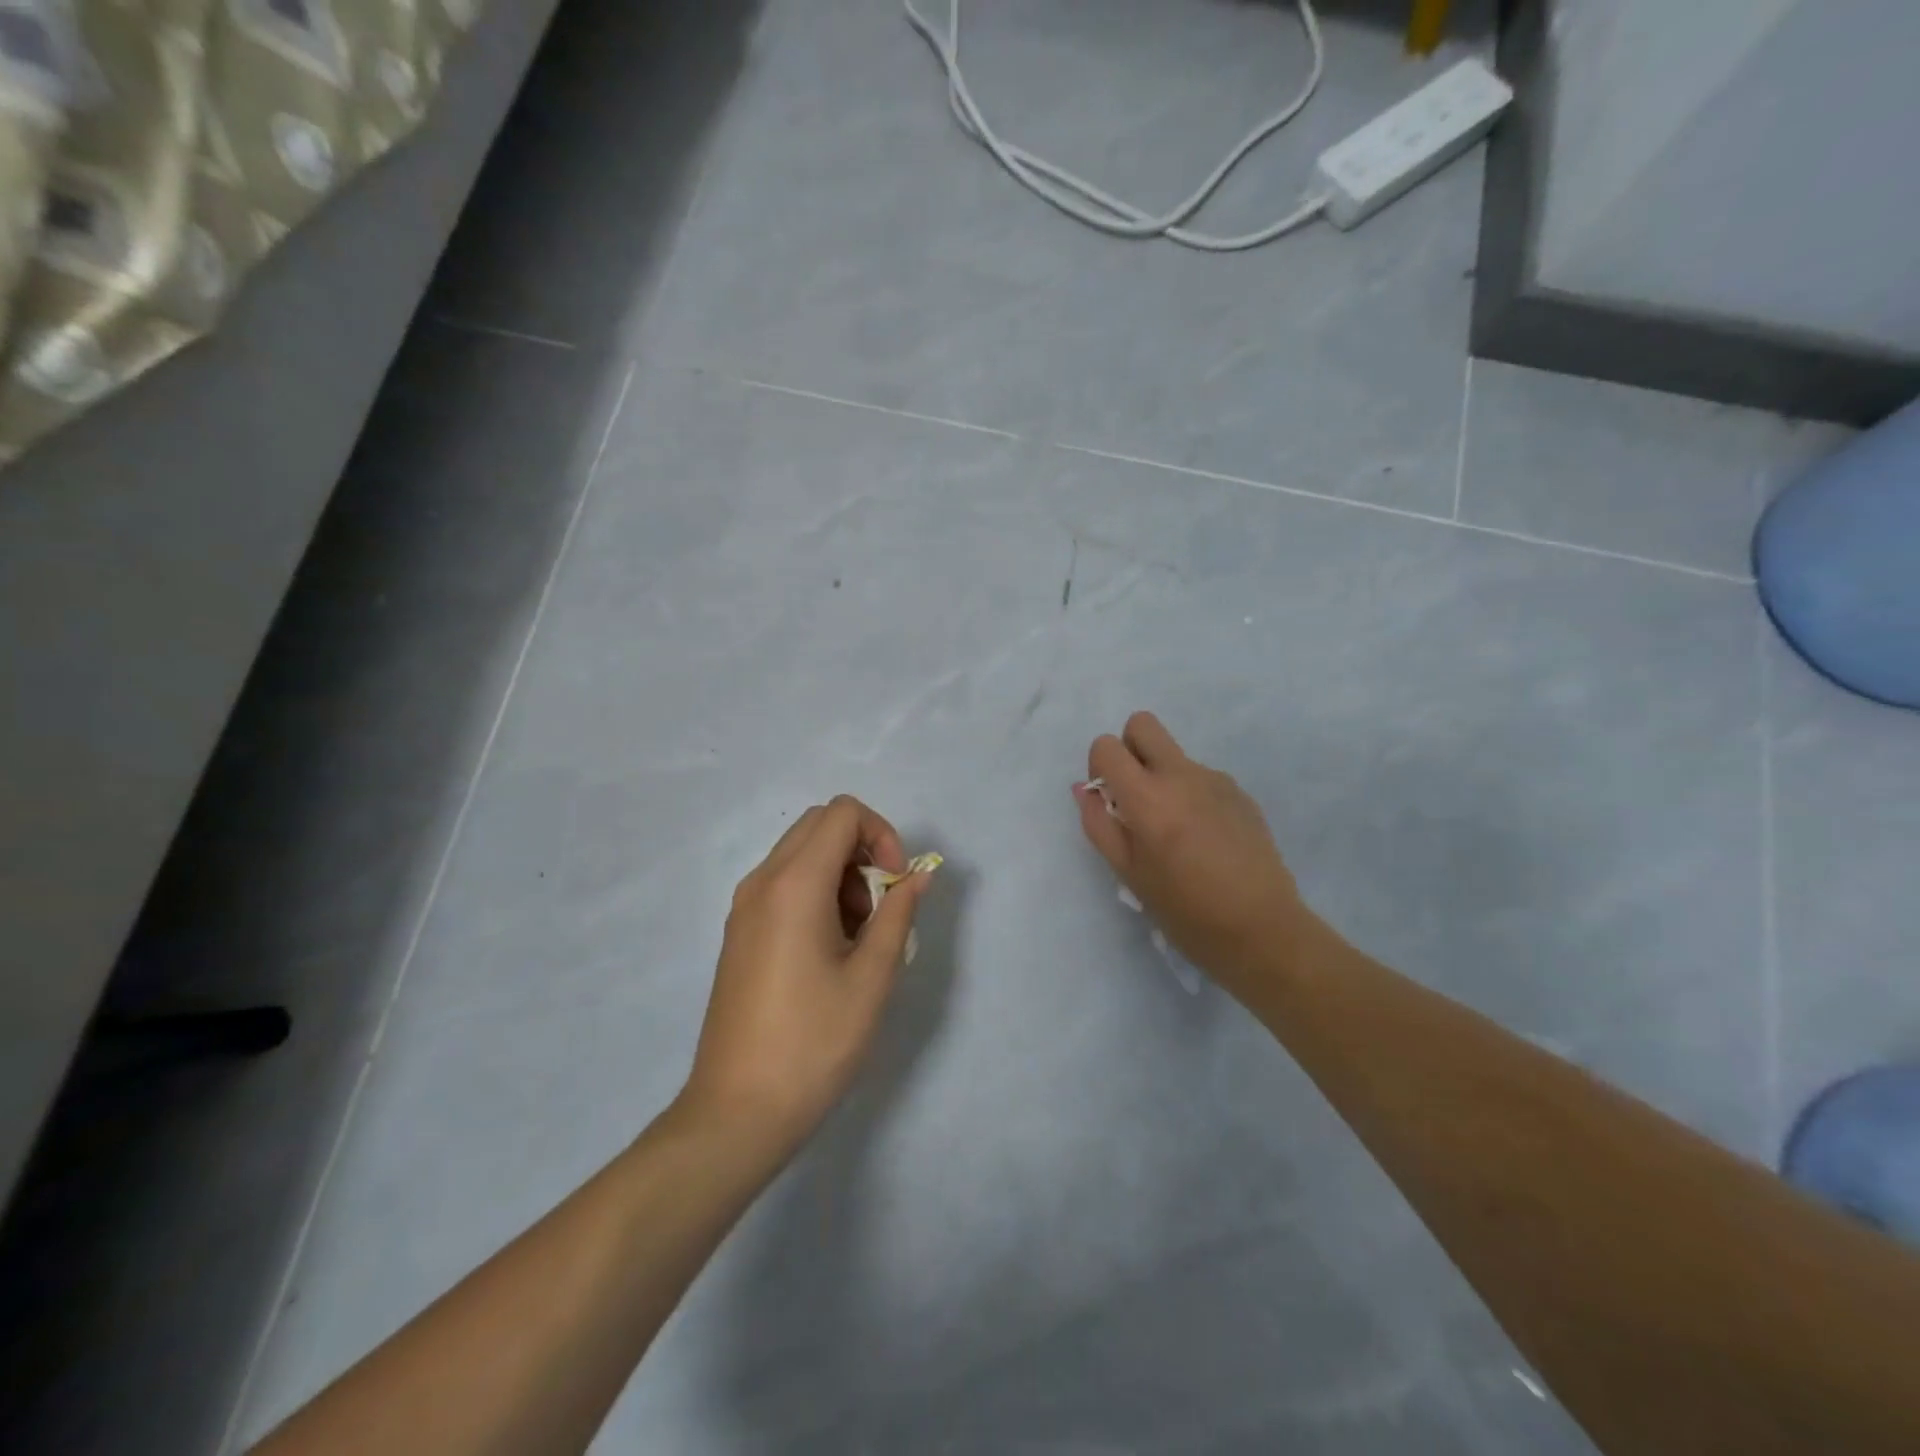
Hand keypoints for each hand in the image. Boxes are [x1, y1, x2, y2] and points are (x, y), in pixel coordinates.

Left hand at [682, 795, 930, 1154]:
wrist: (737, 1111)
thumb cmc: (814, 1043)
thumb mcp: (872, 977)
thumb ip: (899, 912)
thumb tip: (919, 873)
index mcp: (794, 884)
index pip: (842, 813)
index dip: (881, 835)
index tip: (896, 884)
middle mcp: (762, 882)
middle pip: (819, 825)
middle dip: (862, 850)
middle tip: (880, 907)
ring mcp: (744, 906)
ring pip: (801, 853)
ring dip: (840, 874)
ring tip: (857, 937)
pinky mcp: (739, 931)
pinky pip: (783, 883)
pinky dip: (816, 893)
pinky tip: (829, 950)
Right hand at [1076, 712, 1316, 995]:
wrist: (1262, 929)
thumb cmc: (1184, 911)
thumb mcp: (1128, 874)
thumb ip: (1099, 825)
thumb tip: (1085, 789)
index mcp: (1148, 798)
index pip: (1107, 745)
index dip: (1099, 766)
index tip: (1109, 799)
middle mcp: (1181, 776)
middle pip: (1143, 725)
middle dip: (1129, 749)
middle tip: (1135, 795)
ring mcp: (1215, 780)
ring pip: (1174, 756)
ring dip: (1163, 777)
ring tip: (1177, 833)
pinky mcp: (1240, 792)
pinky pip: (1201, 778)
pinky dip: (1191, 795)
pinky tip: (1205, 839)